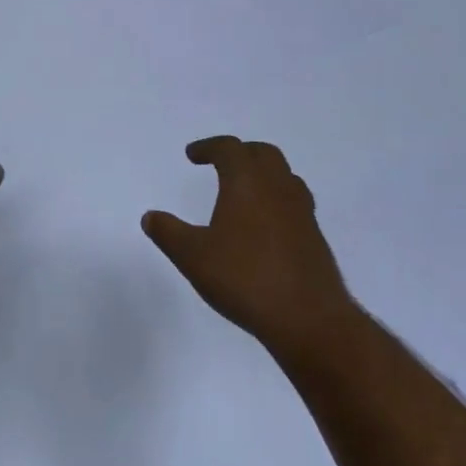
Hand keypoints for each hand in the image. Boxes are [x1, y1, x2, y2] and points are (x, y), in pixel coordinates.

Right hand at [143, 136, 350, 353]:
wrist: (307, 318)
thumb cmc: (244, 278)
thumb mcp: (193, 256)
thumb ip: (168, 233)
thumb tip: (151, 217)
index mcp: (247, 183)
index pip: (229, 149)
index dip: (209, 147)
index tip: (192, 155)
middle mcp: (278, 189)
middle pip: (263, 154)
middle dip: (240, 153)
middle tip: (221, 164)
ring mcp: (302, 212)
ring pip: (285, 176)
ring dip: (263, 174)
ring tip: (244, 191)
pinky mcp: (315, 237)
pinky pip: (294, 203)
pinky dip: (276, 200)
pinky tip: (264, 226)